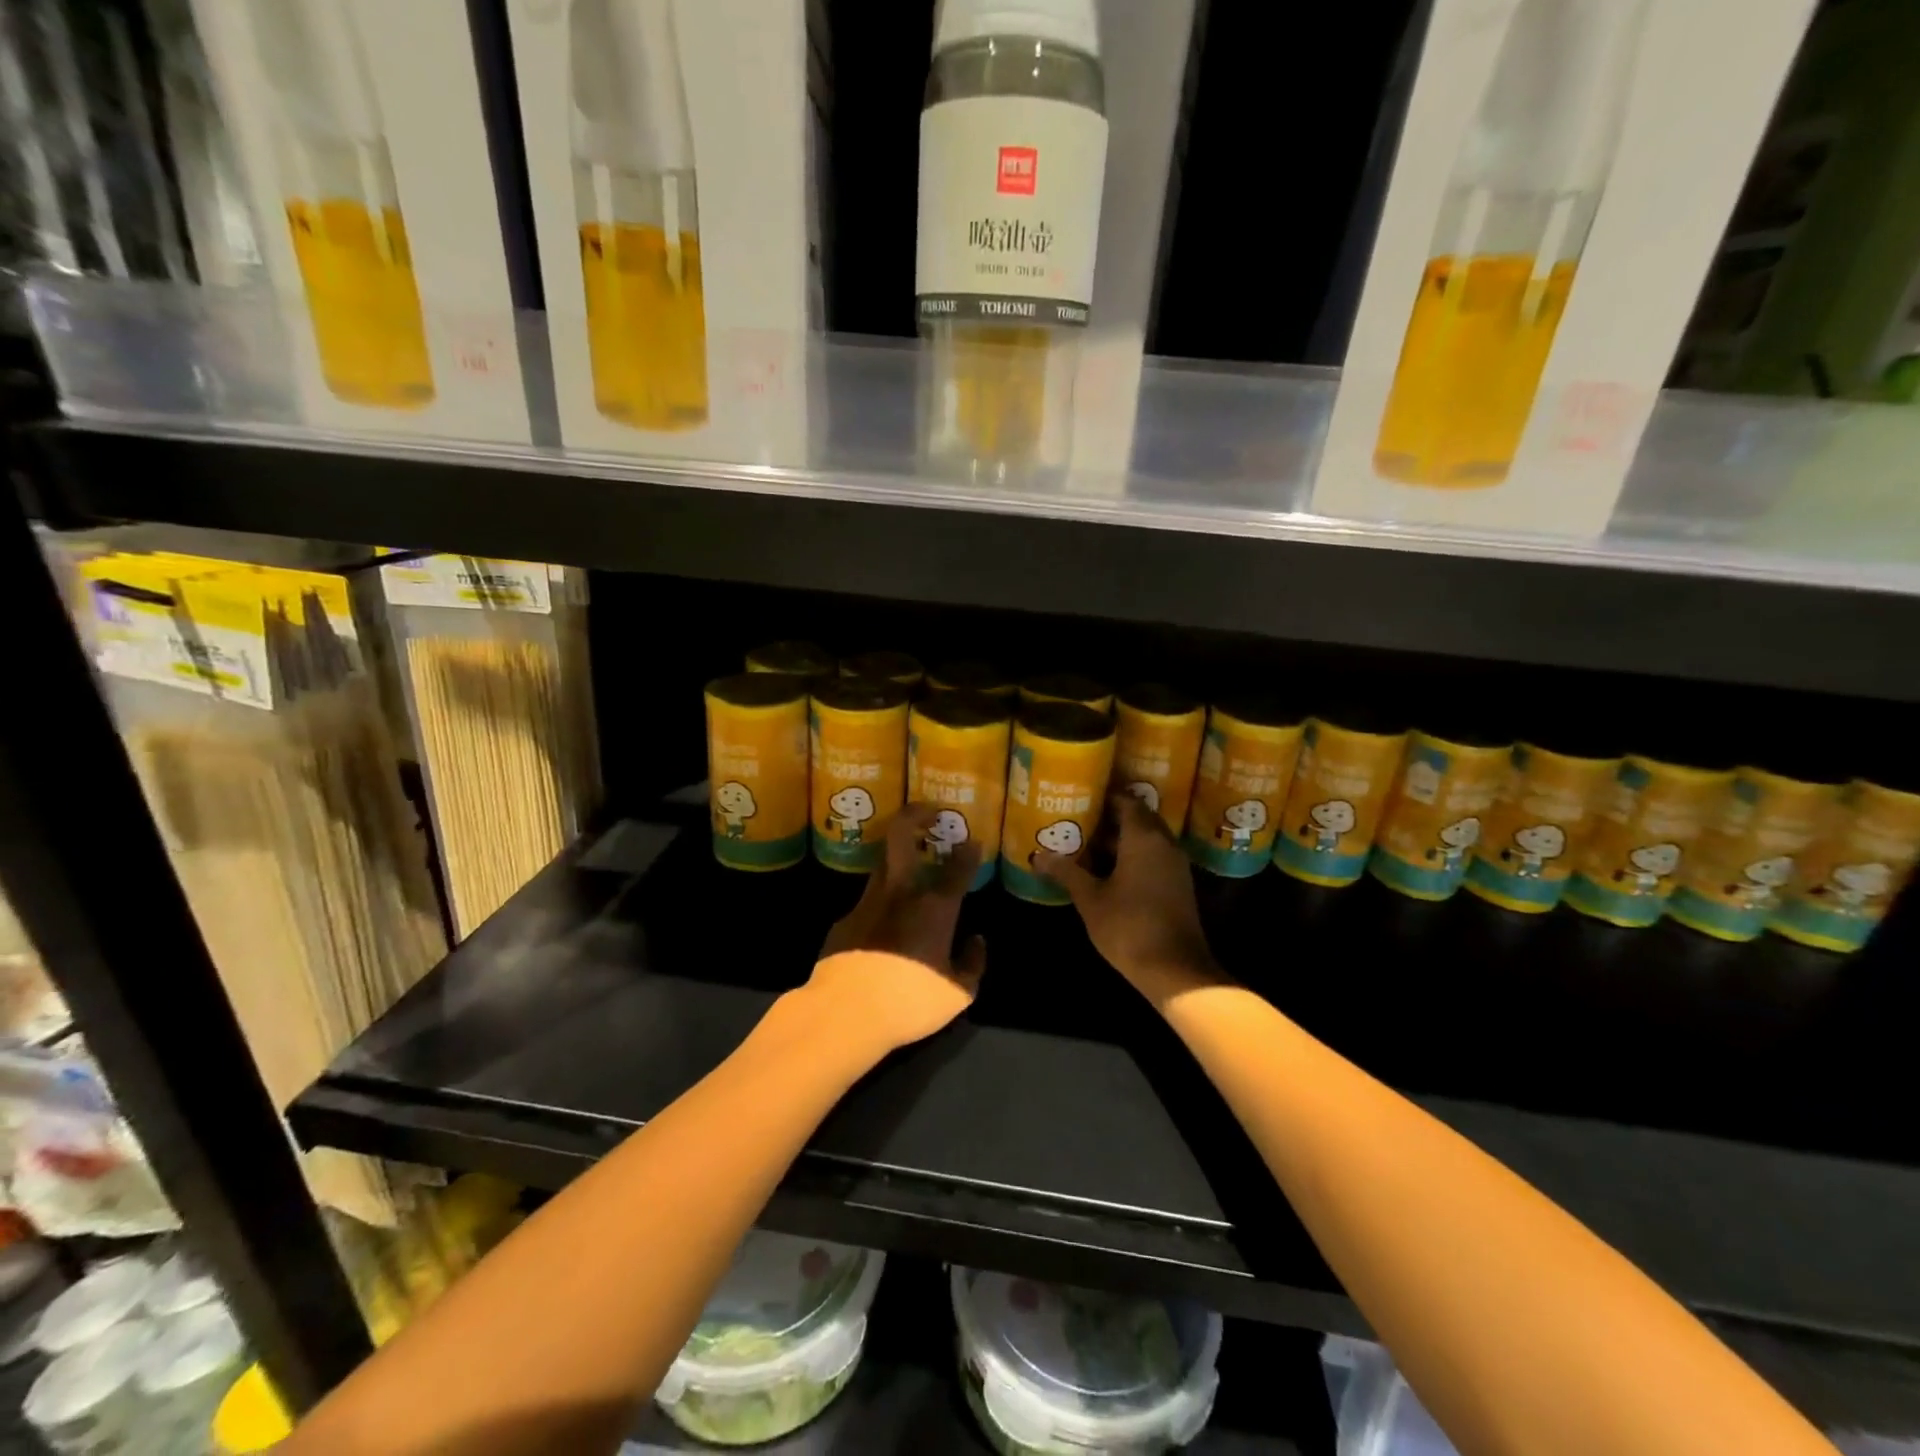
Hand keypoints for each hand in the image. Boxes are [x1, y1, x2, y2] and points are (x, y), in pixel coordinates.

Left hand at [809, 805, 986, 1053]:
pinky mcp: (843, 921)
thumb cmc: (910, 1001)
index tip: (973, 841)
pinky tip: (885, 925)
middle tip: (930, 812)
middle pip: (902, 836)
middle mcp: (900, 893)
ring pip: (883, 865)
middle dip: (916, 815)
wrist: (844, 1013)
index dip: (969, 850)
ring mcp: (867, 903)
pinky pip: (868, 902)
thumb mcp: (958, 994)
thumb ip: (972, 964)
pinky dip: (882, 903)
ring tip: (911, 862)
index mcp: (935, 907)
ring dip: (899, 856)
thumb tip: (976, 941)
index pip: (958, 866)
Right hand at [1033, 794, 1219, 1004]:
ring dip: (1122, 838)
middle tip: (1080, 818)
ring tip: (1088, 841)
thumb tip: (1038, 856)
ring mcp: (1175, 864)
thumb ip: (1066, 872)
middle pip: (1139, 817)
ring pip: (1148, 838)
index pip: (1126, 801)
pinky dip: (1134, 855)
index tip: (1080, 797)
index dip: (1104, 796)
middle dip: (1111, 817)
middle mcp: (1164, 843)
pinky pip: (1154, 856)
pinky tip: (1109, 869)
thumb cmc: (1128, 926)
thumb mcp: (1090, 898)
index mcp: (1143, 837)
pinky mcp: (1178, 884)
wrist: (1174, 969)